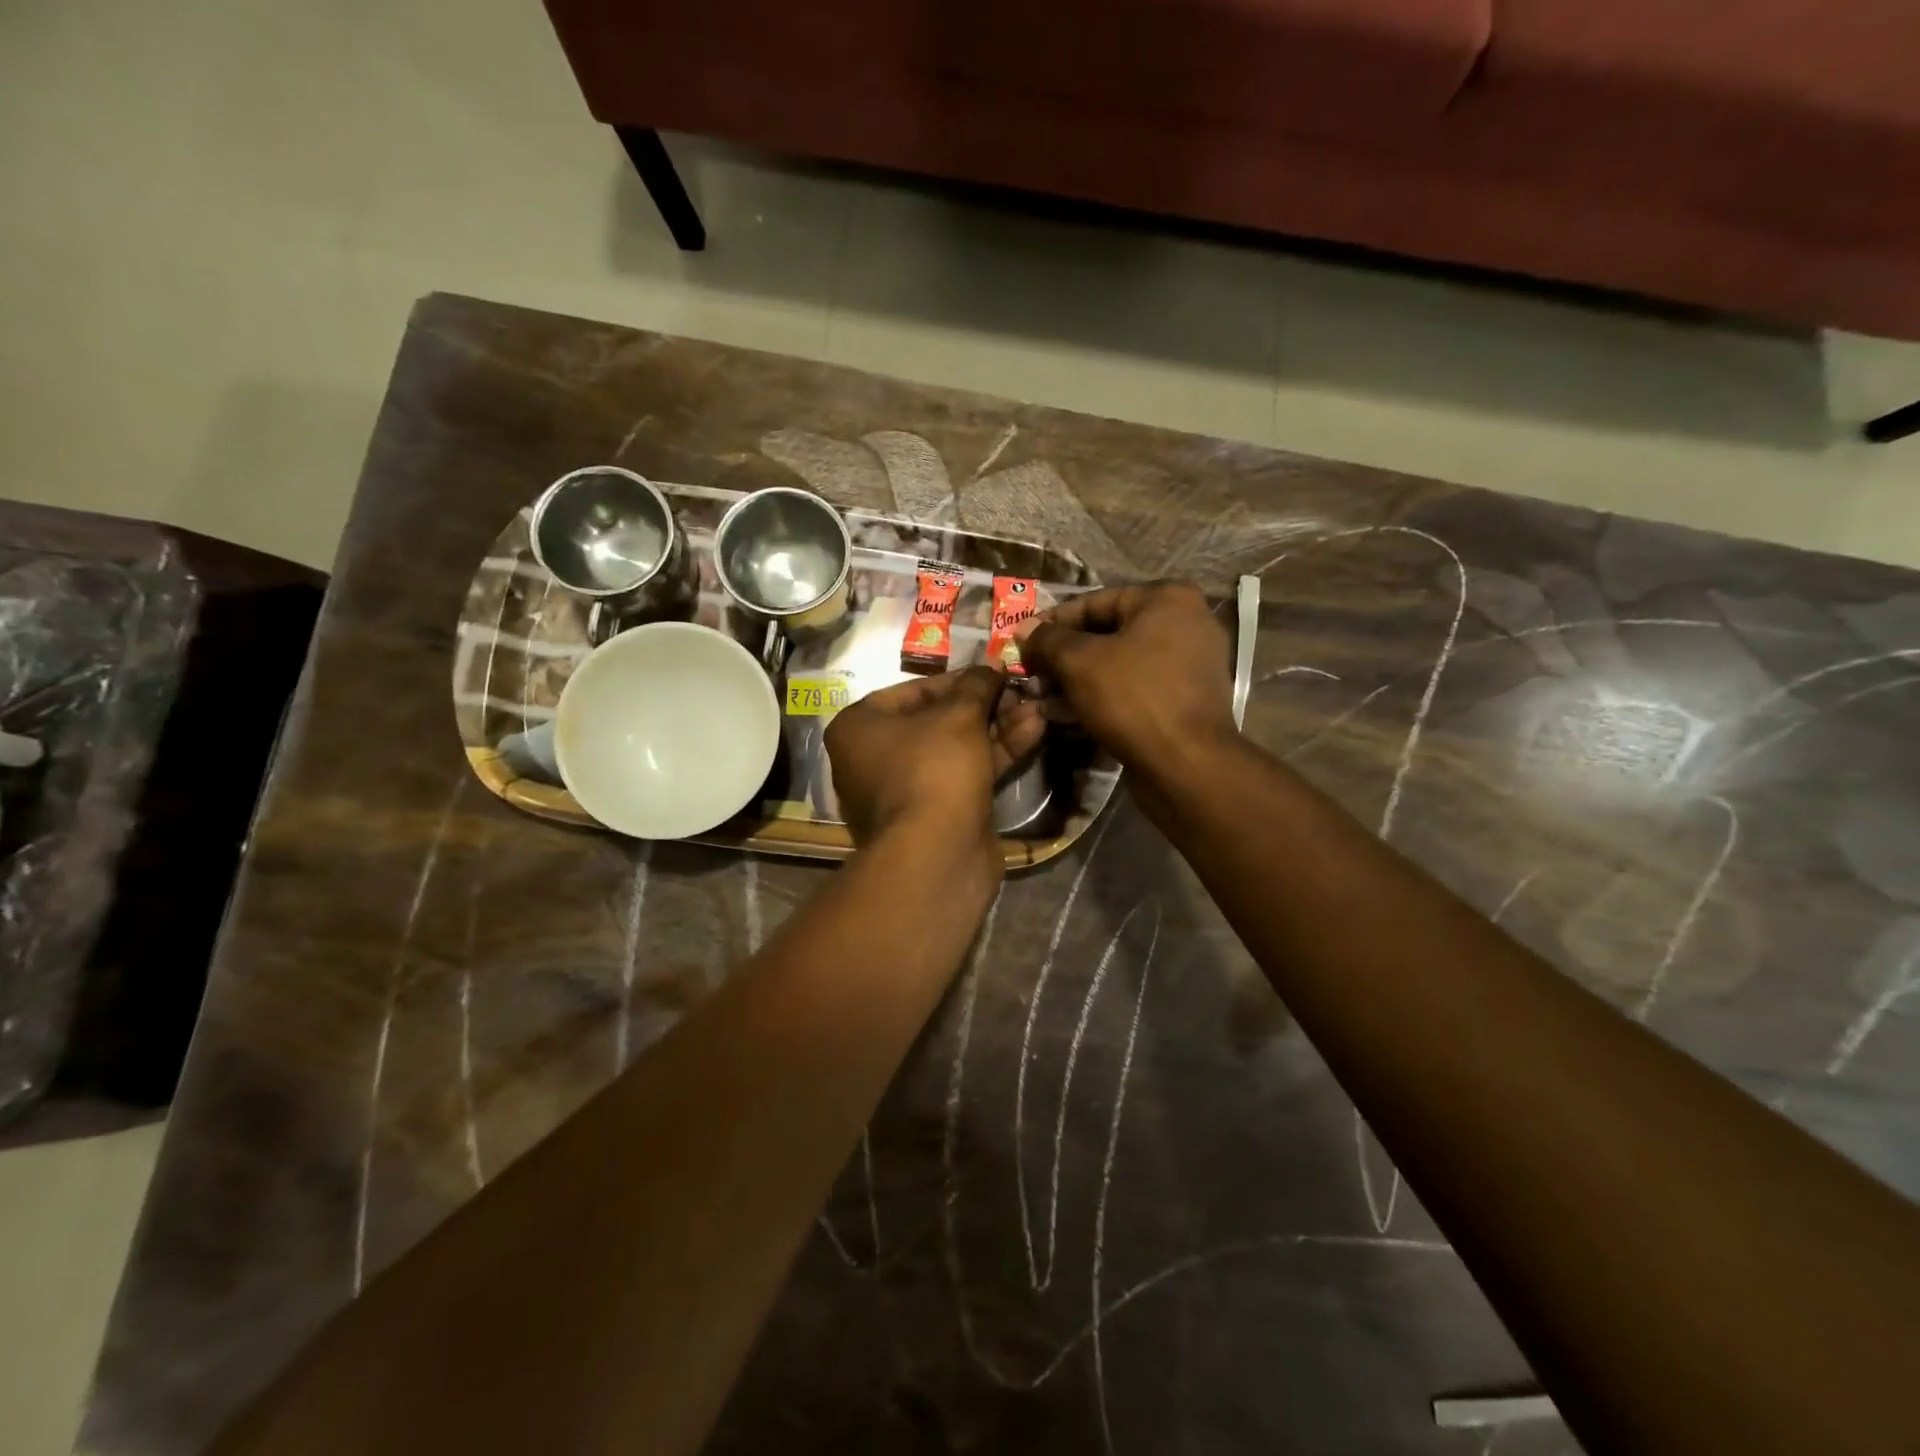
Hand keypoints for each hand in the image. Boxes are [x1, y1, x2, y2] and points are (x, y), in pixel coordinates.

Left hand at [825, 667, 1044, 851]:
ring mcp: (904, 790)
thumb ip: (976, 686)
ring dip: (997, 728)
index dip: (958, 679)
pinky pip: (963, 775)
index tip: (993, 673)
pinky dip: (994, 756)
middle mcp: (873, 758)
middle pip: (936, 721)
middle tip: (1020, 691)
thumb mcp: (959, 716)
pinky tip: (1033, 733)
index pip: (912, 690)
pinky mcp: (934, 815)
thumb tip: (991, 668)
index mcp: (859, 727)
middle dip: (983, 706)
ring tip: (1037, 709)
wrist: (937, 856)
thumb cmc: (934, 770)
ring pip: (955, 749)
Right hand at [1017, 581, 1236, 777]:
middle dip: (1064, 655)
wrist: (1186, 765)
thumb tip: (1023, 630)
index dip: (1052, 623)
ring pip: (1119, 664)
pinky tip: (1066, 713)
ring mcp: (1189, 664)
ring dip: (1077, 679)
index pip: (1094, 602)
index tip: (1022, 642)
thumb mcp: (1078, 662)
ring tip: (1041, 696)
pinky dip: (1102, 696)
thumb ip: (1047, 640)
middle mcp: (1185, 623)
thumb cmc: (1133, 698)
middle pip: (1107, 633)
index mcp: (1167, 599)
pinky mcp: (1184, 700)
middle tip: (1030, 673)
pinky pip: (1134, 688)